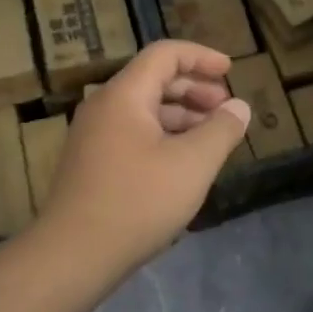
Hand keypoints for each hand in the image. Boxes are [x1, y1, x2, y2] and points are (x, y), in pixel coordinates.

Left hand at [37, 41, 250, 274]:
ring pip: (144, 109)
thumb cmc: (138, 201)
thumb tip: (239, 107)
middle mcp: (104, 107)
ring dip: (181, 114)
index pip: (165, 54)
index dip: (201, 57)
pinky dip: (164, 134)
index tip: (231, 71)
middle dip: (195, 88)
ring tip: (211, 136)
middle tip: (224, 108)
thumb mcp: (193, 164)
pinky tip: (183, 161)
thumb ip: (221, 130)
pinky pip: (133, 132)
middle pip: (154, 79)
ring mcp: (93, 136)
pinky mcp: (91, 163)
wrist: (73, 256)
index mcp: (124, 95)